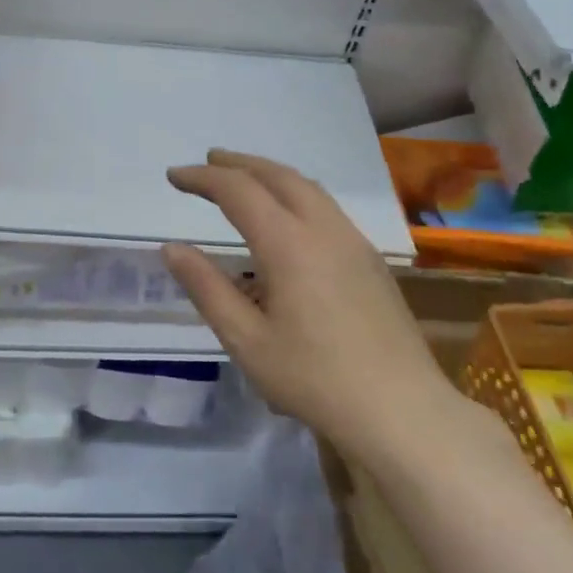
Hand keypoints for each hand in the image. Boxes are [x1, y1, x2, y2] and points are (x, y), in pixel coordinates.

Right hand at [162, 149, 457, 458]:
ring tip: (245, 178)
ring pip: (308, 188)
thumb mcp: (246, 340)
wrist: (401, 409)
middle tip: (208, 162)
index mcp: (289, 244)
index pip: (239, 190)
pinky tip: (288, 218)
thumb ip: (207, 289)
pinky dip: (296, 194)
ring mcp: (354, 242)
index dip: (203, 178)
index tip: (174, 177)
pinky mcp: (371, 260)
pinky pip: (327, 208)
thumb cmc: (314, 379)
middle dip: (239, 163)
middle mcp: (324, 229)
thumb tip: (172, 249)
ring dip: (271, 174)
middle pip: (278, 176)